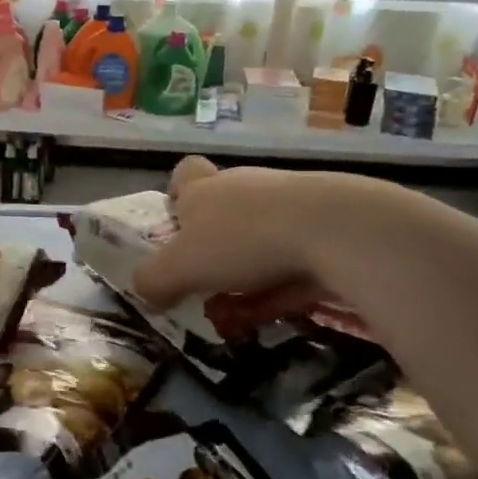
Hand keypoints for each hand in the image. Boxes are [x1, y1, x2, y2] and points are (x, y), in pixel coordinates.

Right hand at [131, 159, 407, 317]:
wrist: (334, 229)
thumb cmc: (242, 241)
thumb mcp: (181, 267)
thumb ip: (154, 280)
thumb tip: (143, 291)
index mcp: (204, 190)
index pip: (185, 173)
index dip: (177, 193)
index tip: (178, 224)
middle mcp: (243, 187)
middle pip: (223, 207)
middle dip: (216, 244)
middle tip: (210, 280)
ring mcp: (288, 202)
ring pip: (261, 233)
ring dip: (251, 266)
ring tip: (248, 306)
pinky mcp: (326, 222)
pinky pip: (296, 252)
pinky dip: (287, 278)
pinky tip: (288, 306)